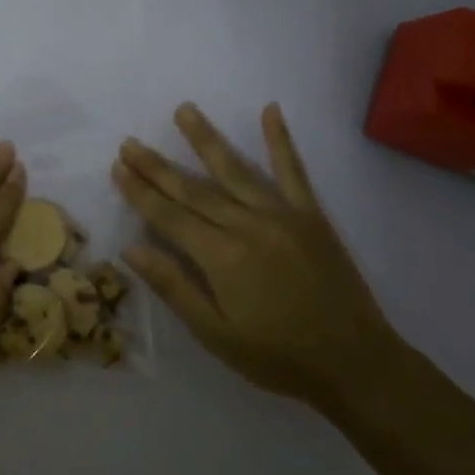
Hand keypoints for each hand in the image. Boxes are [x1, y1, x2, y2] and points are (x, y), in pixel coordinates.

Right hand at [112, 103, 398, 411]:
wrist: (356, 363)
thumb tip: (130, 249)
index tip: (118, 166)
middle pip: (194, 189)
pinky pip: (293, 171)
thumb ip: (174, 287)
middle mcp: (248, 225)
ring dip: (206, 139)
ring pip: (235, 170)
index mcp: (222, 257)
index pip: (169, 216)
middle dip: (158, 165)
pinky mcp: (311, 216)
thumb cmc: (278, 357)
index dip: (140, 192)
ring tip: (184, 110)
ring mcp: (282, 215)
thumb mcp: (216, 334)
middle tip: (130, 142)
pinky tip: (270, 111)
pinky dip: (281, 140)